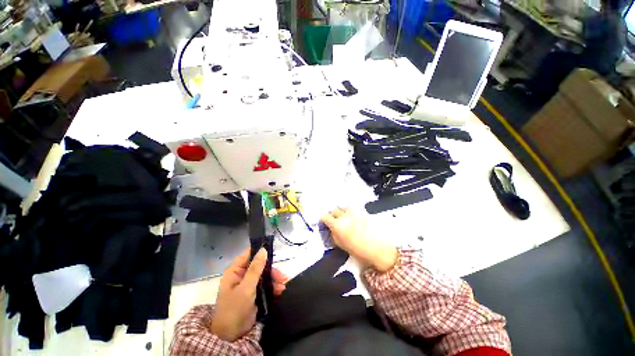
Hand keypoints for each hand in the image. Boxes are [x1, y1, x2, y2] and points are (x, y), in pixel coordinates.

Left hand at [211, 247, 287, 340]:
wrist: (231, 336)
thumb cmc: (234, 309)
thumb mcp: (246, 288)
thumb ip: (255, 269)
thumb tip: (263, 250)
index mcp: (235, 271)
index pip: (249, 254)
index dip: (260, 251)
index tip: (273, 251)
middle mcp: (242, 275)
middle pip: (260, 265)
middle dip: (271, 271)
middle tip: (282, 276)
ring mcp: (248, 284)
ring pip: (264, 275)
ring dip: (274, 279)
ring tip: (283, 286)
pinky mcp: (254, 293)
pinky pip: (266, 285)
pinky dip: (273, 287)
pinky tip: (280, 291)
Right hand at [321, 208, 397, 272]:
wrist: (377, 248)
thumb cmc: (357, 250)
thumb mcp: (340, 244)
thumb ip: (333, 233)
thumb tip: (330, 227)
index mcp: (337, 225)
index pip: (325, 216)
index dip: (323, 219)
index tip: (324, 221)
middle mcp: (344, 215)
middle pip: (334, 210)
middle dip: (333, 215)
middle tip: (335, 221)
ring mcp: (353, 212)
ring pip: (343, 208)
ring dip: (342, 213)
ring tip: (345, 219)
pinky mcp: (361, 211)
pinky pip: (352, 210)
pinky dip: (350, 213)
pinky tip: (353, 219)